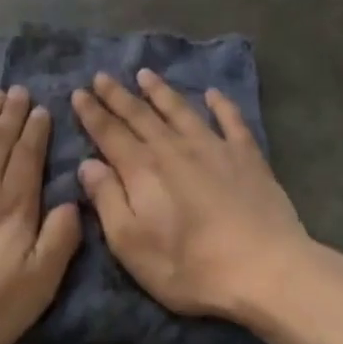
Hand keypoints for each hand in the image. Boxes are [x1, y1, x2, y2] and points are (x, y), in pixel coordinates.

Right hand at [71, 70, 309, 320]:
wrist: (264, 269)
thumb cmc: (190, 266)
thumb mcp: (131, 244)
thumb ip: (107, 200)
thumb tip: (87, 164)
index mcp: (143, 170)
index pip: (110, 133)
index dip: (92, 113)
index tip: (78, 93)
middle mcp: (174, 148)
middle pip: (140, 115)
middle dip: (118, 95)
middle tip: (101, 76)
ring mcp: (214, 148)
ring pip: (180, 110)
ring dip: (161, 91)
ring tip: (145, 74)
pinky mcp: (247, 156)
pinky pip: (231, 121)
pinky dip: (221, 105)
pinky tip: (213, 93)